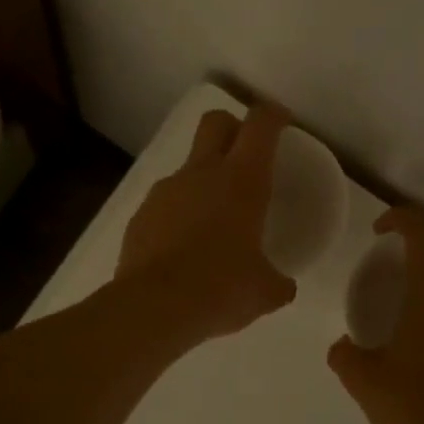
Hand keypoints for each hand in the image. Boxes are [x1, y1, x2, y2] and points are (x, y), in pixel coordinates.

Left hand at [115, 104, 298, 342]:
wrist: (153, 307)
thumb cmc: (221, 290)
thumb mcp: (264, 292)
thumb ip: (278, 281)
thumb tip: (282, 285)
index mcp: (242, 181)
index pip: (260, 125)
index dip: (272, 115)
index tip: (281, 122)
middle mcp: (201, 174)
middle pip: (215, 122)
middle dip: (233, 127)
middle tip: (246, 155)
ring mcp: (165, 191)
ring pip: (188, 167)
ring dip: (204, 180)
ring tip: (214, 220)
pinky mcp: (140, 215)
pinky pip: (166, 202)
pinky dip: (178, 213)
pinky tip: (183, 248)